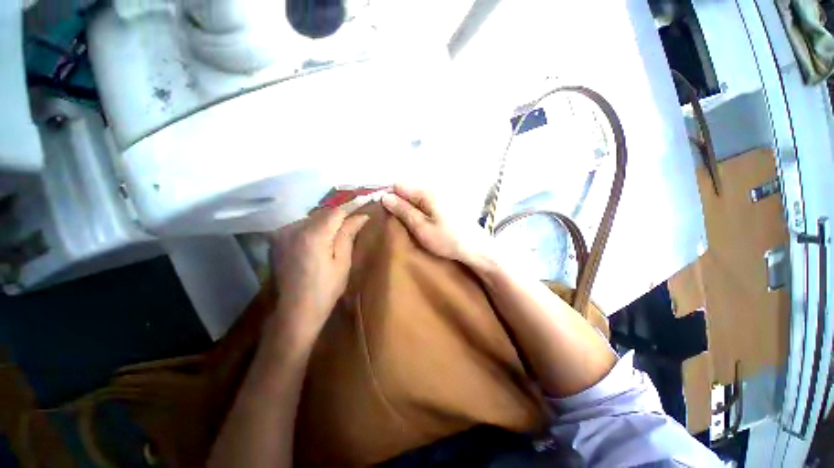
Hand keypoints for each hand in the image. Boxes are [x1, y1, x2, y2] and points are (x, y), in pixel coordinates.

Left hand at [269, 208, 369, 338]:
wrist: (295, 311)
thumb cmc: (326, 289)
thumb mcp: (342, 262)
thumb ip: (348, 234)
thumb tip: (362, 215)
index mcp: (313, 234)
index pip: (336, 211)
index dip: (350, 213)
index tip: (360, 217)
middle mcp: (294, 228)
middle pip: (322, 214)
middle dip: (337, 219)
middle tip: (348, 231)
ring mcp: (281, 233)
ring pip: (310, 219)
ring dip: (323, 224)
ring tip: (332, 240)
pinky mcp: (276, 240)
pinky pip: (298, 227)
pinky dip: (310, 230)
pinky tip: (315, 244)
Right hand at [381, 185, 494, 268]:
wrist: (476, 247)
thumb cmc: (448, 240)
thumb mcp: (422, 228)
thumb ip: (403, 211)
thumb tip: (385, 197)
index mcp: (427, 192)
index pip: (399, 185)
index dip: (389, 197)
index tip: (386, 212)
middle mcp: (433, 188)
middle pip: (407, 189)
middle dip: (399, 202)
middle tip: (398, 221)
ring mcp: (440, 194)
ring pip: (415, 196)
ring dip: (408, 207)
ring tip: (409, 223)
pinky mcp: (444, 202)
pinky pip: (424, 201)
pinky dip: (418, 209)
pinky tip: (421, 221)